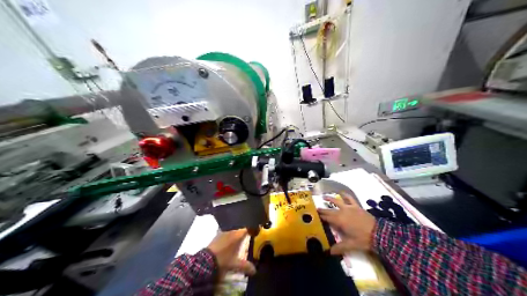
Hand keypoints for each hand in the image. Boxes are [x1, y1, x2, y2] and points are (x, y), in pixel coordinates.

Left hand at [206, 228, 254, 277]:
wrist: (205, 261)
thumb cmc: (223, 260)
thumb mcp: (235, 264)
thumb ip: (246, 266)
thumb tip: (255, 270)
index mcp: (237, 235)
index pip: (248, 228)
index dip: (253, 229)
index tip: (256, 232)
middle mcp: (231, 231)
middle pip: (240, 228)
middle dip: (245, 232)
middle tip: (249, 237)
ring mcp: (222, 232)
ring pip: (233, 230)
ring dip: (236, 234)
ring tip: (240, 241)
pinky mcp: (216, 236)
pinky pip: (226, 233)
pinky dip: (229, 237)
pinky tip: (229, 243)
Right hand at [319, 194, 375, 254]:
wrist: (378, 233)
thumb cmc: (363, 239)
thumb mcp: (350, 245)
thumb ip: (339, 248)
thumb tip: (329, 252)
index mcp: (339, 221)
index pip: (327, 218)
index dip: (320, 217)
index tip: (314, 215)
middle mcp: (342, 212)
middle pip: (330, 210)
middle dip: (323, 210)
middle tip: (316, 208)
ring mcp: (349, 208)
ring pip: (337, 202)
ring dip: (330, 199)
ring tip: (324, 197)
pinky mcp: (356, 206)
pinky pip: (350, 199)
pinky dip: (345, 195)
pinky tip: (342, 193)